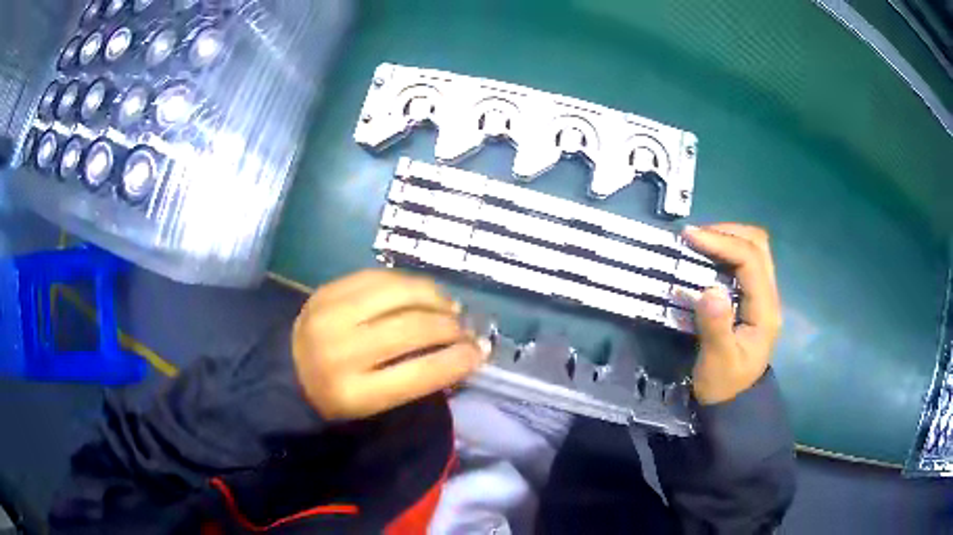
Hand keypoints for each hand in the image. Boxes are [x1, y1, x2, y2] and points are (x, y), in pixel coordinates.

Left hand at [291, 270, 489, 419]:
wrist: (282, 369)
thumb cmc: (333, 396)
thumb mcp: (371, 406)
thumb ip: (413, 381)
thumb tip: (461, 354)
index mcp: (353, 393)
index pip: (419, 374)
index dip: (457, 360)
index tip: (481, 352)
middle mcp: (341, 351)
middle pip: (412, 328)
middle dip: (450, 327)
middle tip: (466, 329)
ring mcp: (331, 314)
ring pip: (399, 293)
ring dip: (435, 298)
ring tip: (450, 308)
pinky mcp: (327, 290)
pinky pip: (380, 277)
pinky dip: (409, 284)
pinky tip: (422, 293)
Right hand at [681, 224, 781, 404]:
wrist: (734, 403)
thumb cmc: (725, 385)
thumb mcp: (717, 362)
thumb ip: (715, 327)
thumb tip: (709, 289)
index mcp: (765, 310)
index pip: (750, 260)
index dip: (722, 241)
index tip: (690, 237)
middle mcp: (769, 296)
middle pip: (758, 244)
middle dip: (727, 232)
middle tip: (695, 237)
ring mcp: (763, 295)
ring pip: (754, 248)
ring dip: (727, 238)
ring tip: (699, 243)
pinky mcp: (753, 298)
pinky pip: (744, 261)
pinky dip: (726, 250)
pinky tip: (707, 258)